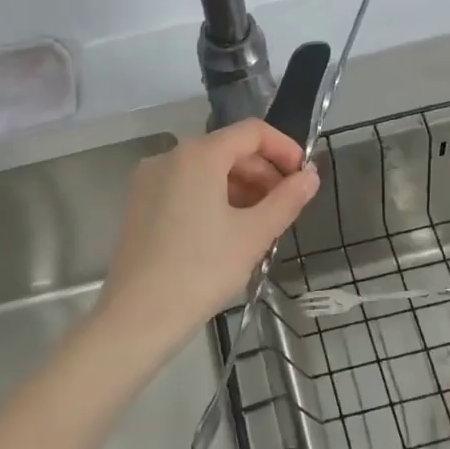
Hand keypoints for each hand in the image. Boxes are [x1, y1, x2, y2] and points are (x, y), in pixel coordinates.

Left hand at [99, 120, 320, 345]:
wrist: (138, 316)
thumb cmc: (202, 270)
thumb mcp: (254, 235)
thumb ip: (287, 199)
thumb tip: (311, 175)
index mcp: (197, 155)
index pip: (251, 132)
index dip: (284, 148)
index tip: (304, 177)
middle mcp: (169, 157)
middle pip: (227, 150)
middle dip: (263, 173)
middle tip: (287, 207)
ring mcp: (149, 181)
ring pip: (206, 171)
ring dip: (240, 188)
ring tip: (262, 224)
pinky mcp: (139, 205)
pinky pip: (185, 188)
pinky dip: (213, 199)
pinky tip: (229, 231)